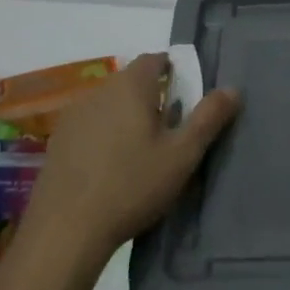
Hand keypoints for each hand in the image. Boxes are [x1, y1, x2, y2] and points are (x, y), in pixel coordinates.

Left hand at [14, 52, 240, 273]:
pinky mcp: (58, 142)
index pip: (154, 59)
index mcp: (130, 86)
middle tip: (171, 125)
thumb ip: (208, 118)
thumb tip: (232, 89)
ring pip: (109, 103)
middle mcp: (99, 91)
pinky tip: (112, 165)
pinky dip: (105, 134)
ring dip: (127, 115)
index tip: (187, 92)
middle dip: (152, 95)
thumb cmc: (132, 185)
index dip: (172, 69)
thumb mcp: (182, 155)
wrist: (66, 229)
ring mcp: (73, 116)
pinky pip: (90, 125)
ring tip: (143, 148)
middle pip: (130, 80)